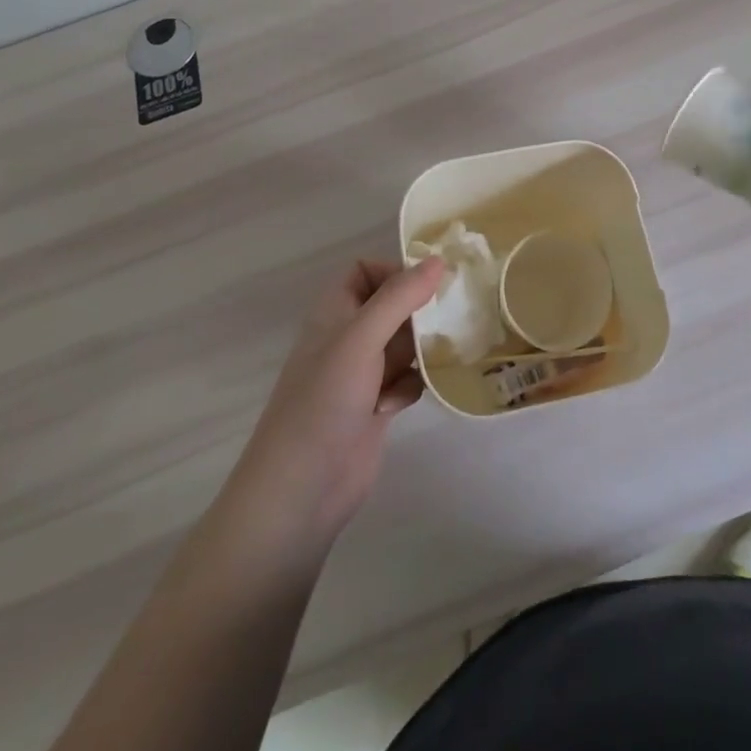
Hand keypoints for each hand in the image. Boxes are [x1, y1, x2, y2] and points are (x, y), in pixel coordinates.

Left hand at [224, 257, 442, 550]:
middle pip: (391, 306)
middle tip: (449, 318)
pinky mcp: (375, 406)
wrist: (301, 490)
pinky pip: (406, 379)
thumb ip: (399, 297)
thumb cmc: (324, 402)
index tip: (427, 285)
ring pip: (404, 343)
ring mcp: (361, 374)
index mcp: (334, 313)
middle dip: (419, 312)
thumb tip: (438, 260)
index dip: (393, 272)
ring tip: (437, 358)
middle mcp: (347, 338)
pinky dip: (411, 385)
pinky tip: (400, 403)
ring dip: (420, 350)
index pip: (364, 271)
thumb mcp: (361, 339)